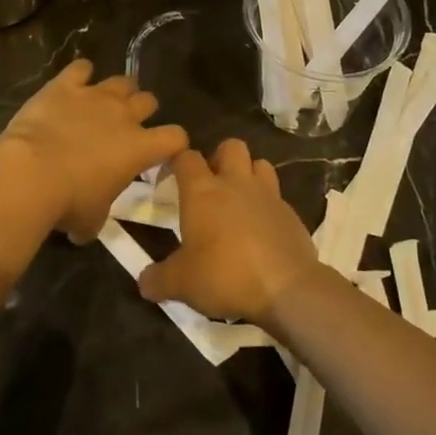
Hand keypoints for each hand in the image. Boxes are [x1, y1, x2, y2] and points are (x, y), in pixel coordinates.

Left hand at [0, 60, 187, 241]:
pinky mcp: (65, 85)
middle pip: (149, 100)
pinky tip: (74, 83)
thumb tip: (87, 228)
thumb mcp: (92, 221)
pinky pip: (81, 68)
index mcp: (139, 148)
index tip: (164, 151)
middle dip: (142, 110)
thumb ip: (99, 216)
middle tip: (127, 125)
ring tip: (104, 102)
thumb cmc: (68, 203)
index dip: (174, 143)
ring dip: (117, 91)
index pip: (175, 137)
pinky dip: (81, 74)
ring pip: (121, 81)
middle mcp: (124, 115)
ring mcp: (95, 95)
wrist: (31, 174)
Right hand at [138, 139, 320, 325]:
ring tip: (241, 199)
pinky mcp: (291, 213)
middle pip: (230, 146)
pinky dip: (269, 206)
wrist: (285, 288)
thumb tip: (144, 282)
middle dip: (220, 157)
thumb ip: (159, 279)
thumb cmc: (225, 275)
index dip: (178, 161)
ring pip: (260, 164)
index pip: (187, 157)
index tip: (172, 176)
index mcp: (203, 191)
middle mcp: (235, 183)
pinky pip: (278, 197)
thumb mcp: (181, 284)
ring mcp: (268, 195)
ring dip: (249, 174)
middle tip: (212, 184)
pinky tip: (264, 229)